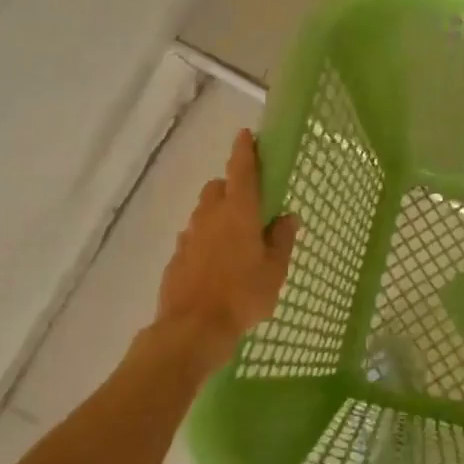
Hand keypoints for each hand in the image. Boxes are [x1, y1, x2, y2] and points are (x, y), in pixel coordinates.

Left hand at [156, 128, 298, 367]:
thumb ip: (282, 240)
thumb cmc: (242, 295)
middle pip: (218, 188)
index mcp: (238, 213)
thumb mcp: (275, 270)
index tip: (246, 135)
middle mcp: (210, 217)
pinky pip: (194, 238)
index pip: (241, 171)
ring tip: (236, 238)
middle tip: (250, 203)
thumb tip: (287, 217)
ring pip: (204, 213)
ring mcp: (189, 237)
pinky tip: (217, 263)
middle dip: (231, 186)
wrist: (192, 329)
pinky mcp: (176, 258)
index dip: (244, 150)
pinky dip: (206, 240)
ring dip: (218, 215)